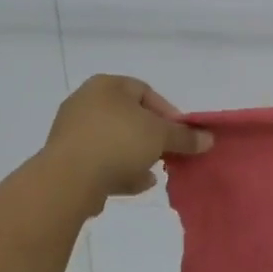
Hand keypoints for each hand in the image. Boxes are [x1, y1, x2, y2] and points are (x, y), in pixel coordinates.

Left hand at [41, 75, 213, 200]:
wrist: (68, 179)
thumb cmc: (118, 142)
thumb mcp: (160, 136)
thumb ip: (184, 137)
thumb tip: (208, 139)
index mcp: (106, 85)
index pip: (144, 91)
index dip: (167, 113)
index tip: (180, 135)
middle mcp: (85, 101)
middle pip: (128, 118)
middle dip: (151, 138)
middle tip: (167, 154)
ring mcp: (71, 131)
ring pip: (114, 141)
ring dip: (135, 157)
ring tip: (153, 174)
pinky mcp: (64, 159)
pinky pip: (98, 161)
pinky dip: (118, 171)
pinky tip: (136, 186)